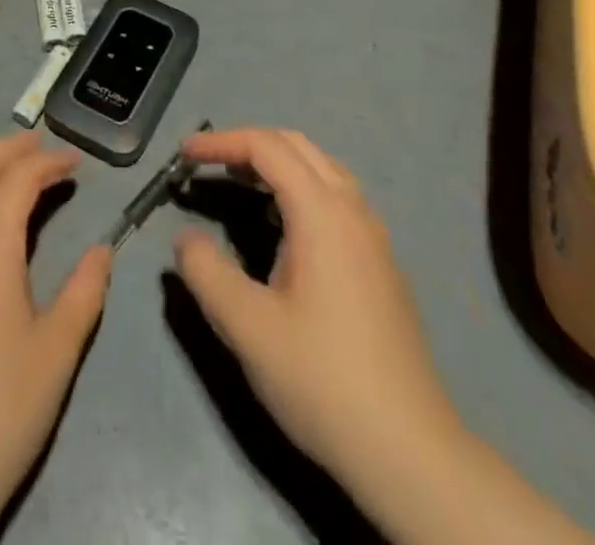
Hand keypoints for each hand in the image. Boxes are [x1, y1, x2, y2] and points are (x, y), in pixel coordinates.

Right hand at [173, 128, 462, 497]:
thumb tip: (185, 238)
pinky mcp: (381, 264)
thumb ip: (206, 272)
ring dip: (277, 163)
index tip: (184, 154)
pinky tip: (281, 225)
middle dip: (248, 143)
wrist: (410, 453)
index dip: (221, 141)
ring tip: (239, 183)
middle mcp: (353, 210)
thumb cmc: (323, 380)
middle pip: (297, 146)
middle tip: (208, 163)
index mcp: (323, 213)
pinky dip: (299, 187)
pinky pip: (336, 197)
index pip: (266, 147)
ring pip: (322, 169)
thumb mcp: (248, 327)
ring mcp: (373, 237)